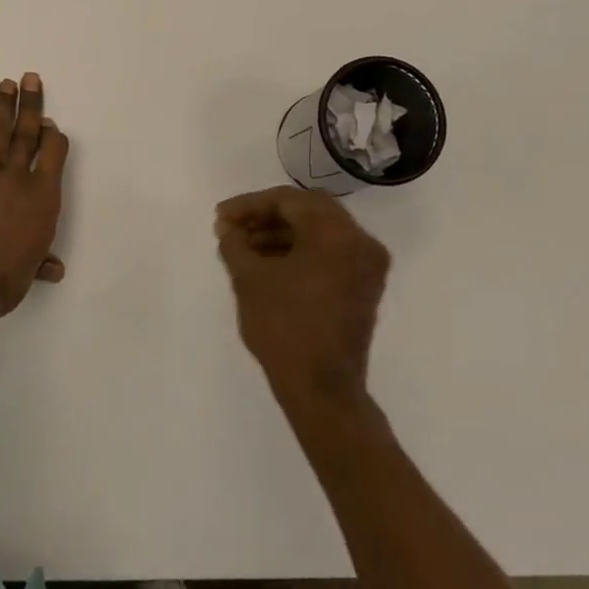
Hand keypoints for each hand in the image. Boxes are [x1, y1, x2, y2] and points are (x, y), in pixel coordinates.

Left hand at [0, 73, 69, 317]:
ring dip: (1, 109)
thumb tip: (54, 269)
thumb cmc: (3, 280)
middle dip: (30, 106)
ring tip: (5, 85)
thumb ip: (41, 262)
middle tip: (30, 79)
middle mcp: (14, 179)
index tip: (51, 124)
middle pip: (25, 135)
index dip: (53, 137)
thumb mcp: (29, 273)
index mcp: (42, 198)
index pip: (53, 155)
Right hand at [215, 186, 389, 414]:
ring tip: (244, 248)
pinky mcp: (363, 288)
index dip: (250, 205)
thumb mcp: (249, 279)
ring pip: (320, 233)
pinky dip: (300, 253)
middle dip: (266, 217)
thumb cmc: (283, 327)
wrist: (321, 388)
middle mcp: (361, 242)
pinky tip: (268, 264)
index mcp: (337, 233)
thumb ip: (235, 243)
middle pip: (309, 212)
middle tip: (232, 228)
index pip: (290, 200)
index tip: (220, 217)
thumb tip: (227, 228)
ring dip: (281, 235)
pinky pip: (330, 255)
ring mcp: (367, 267)